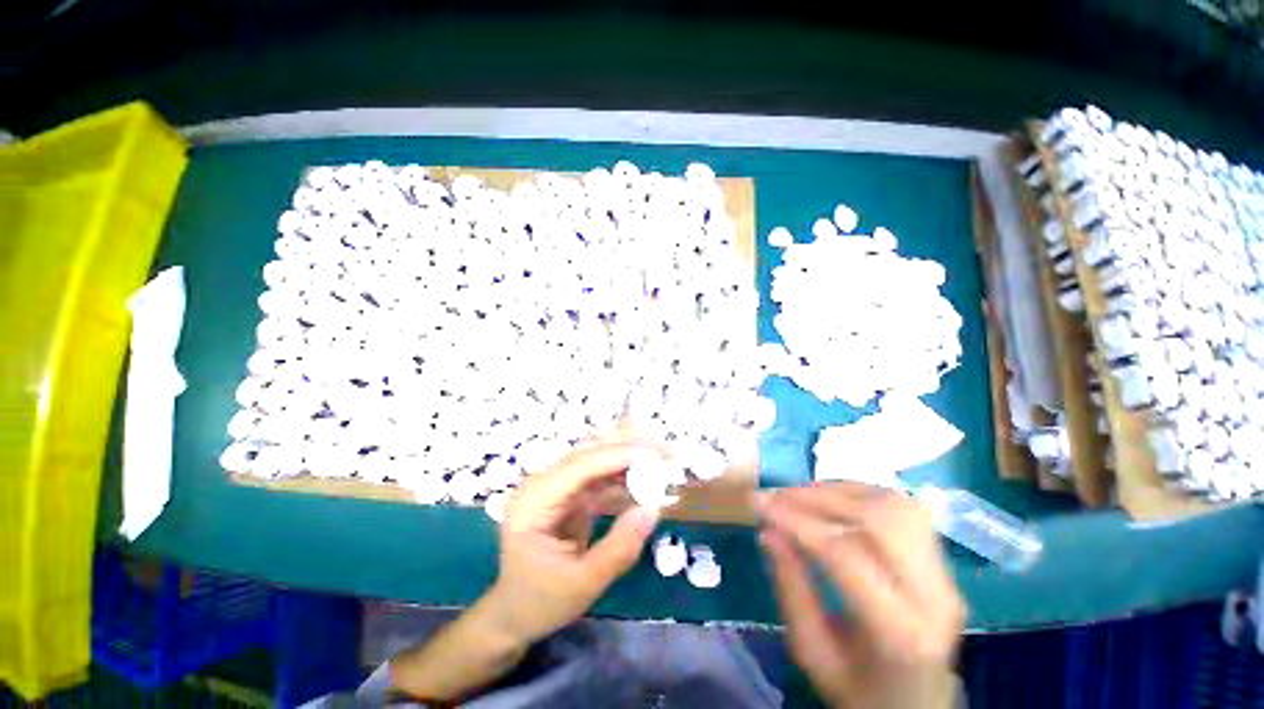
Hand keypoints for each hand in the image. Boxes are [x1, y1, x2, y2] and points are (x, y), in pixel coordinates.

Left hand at [484, 440, 660, 643]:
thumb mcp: (582, 584)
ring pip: (597, 462)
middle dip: (626, 448)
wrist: (515, 614)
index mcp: (534, 501)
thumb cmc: (540, 602)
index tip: (653, 454)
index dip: (617, 455)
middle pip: (588, 454)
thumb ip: (619, 548)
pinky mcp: (570, 496)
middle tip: (663, 449)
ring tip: (661, 460)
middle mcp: (543, 484)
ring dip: (629, 459)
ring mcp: (557, 488)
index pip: (579, 466)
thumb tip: (653, 509)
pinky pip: (601, 479)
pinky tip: (646, 480)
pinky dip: (624, 478)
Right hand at [759, 483, 965, 708]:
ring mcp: (944, 574)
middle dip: (817, 497)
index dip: (796, 522)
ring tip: (799, 496)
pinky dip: (858, 493)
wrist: (919, 707)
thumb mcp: (813, 654)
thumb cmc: (861, 691)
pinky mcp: (941, 560)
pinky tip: (830, 500)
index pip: (845, 555)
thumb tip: (767, 531)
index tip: (758, 504)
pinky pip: (900, 508)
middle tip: (776, 496)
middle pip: (878, 519)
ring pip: (894, 504)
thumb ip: (790, 590)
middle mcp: (933, 596)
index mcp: (899, 633)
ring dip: (838, 490)